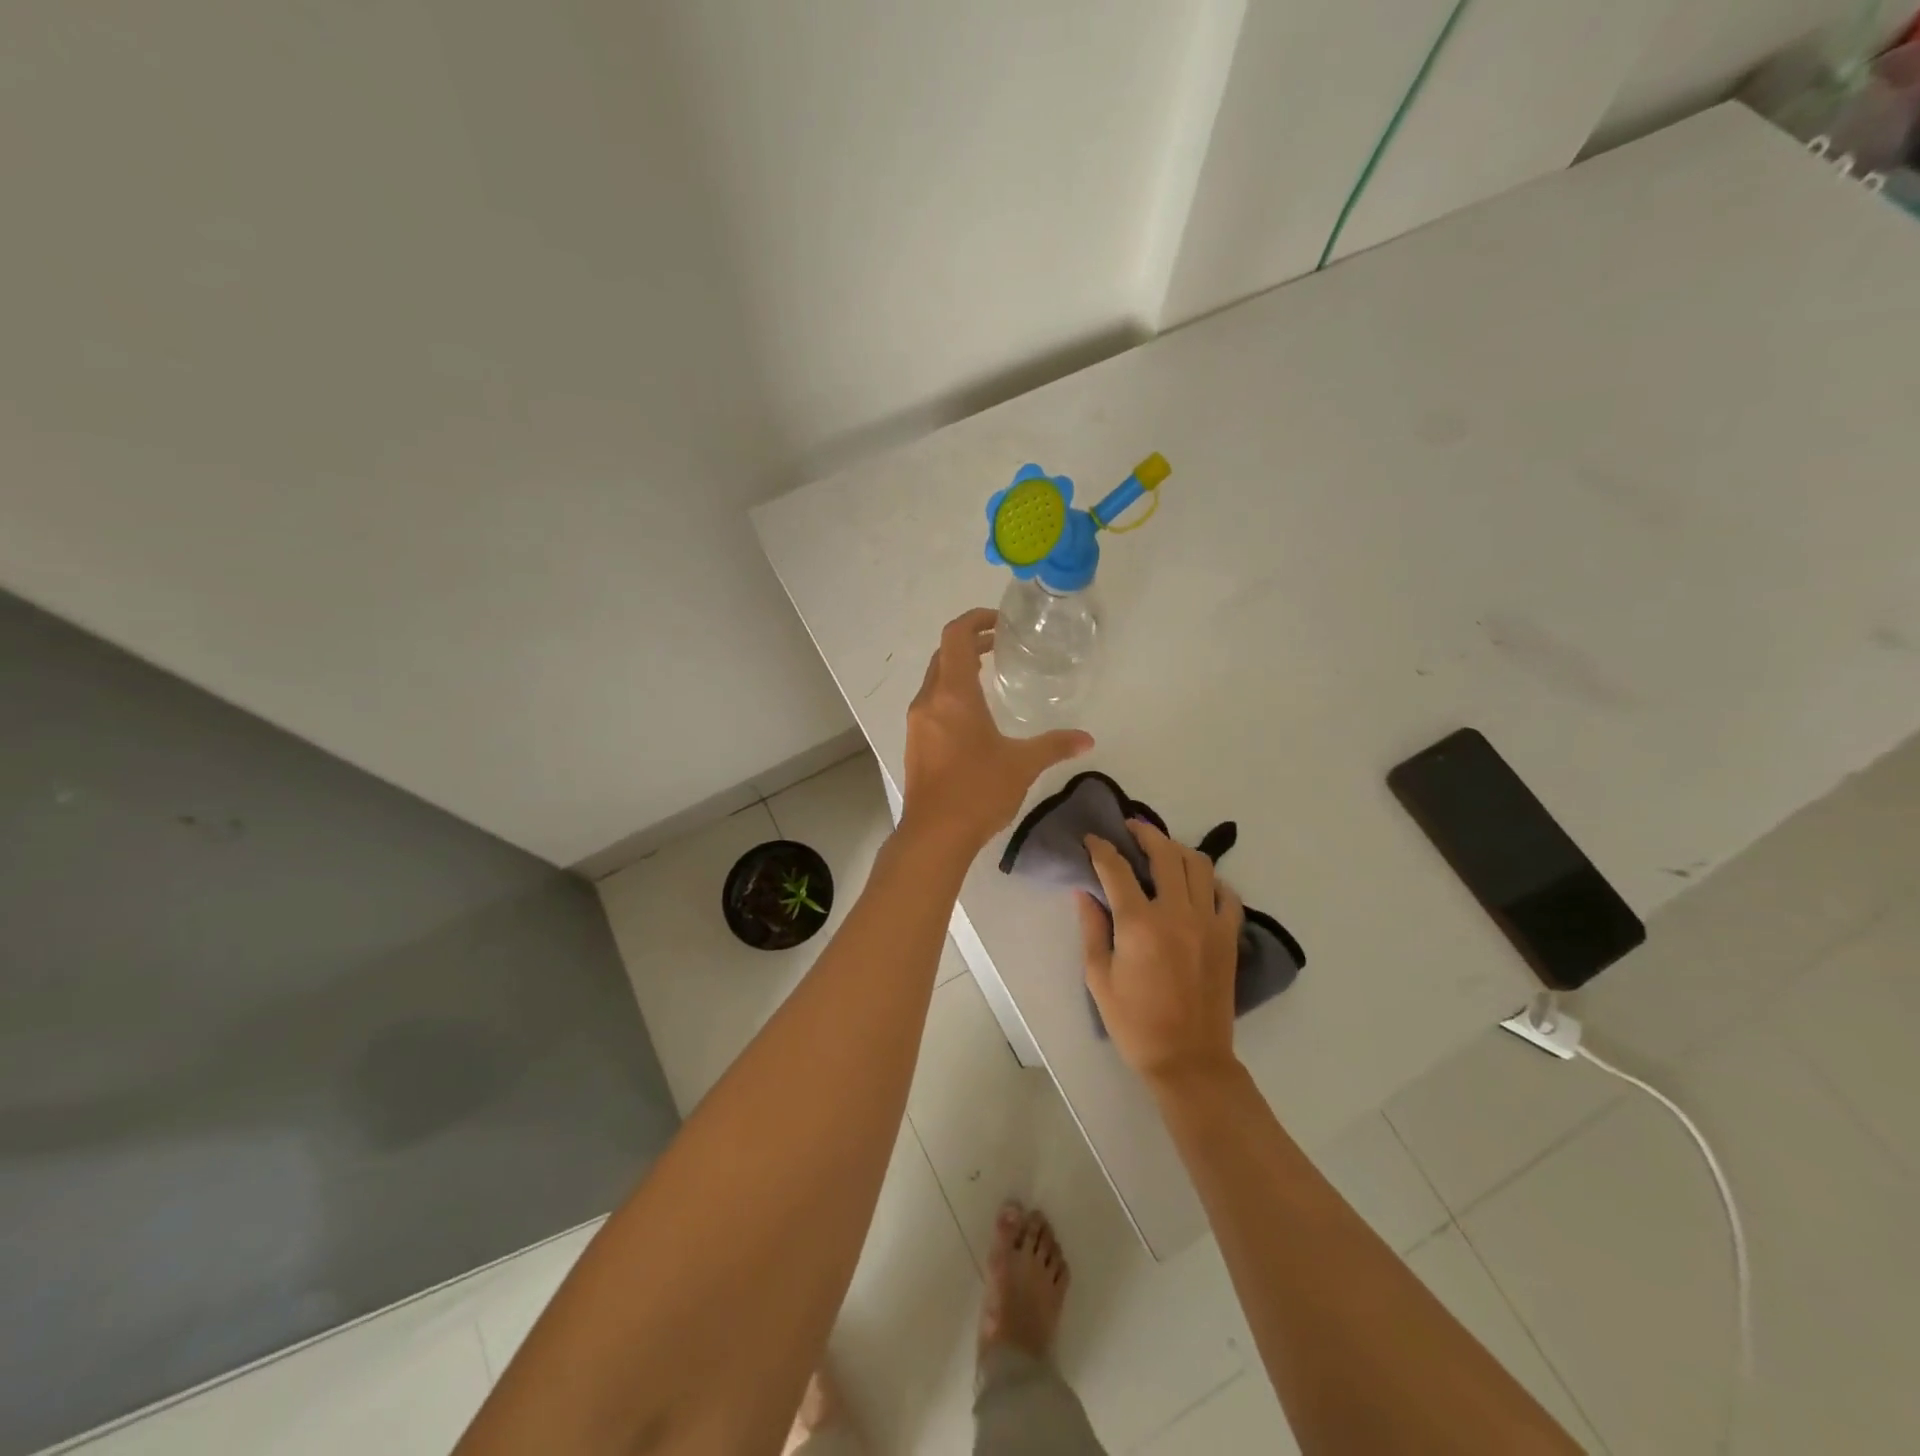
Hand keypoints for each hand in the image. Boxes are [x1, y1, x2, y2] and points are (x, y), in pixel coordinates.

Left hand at [900, 608, 1092, 852]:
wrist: (935, 834)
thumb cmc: (978, 791)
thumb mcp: (1022, 764)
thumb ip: (1055, 745)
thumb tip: (1087, 739)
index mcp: (953, 694)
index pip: (956, 636)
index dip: (975, 620)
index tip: (999, 622)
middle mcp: (929, 700)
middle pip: (943, 655)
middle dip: (970, 643)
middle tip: (999, 645)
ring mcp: (917, 722)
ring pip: (935, 680)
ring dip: (958, 669)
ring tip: (989, 675)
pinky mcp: (914, 742)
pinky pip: (931, 703)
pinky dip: (950, 694)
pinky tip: (973, 716)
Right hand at [1079, 820, 1243, 1086]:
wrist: (1188, 1060)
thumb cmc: (1134, 1023)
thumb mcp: (1099, 978)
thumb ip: (1092, 929)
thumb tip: (1085, 893)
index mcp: (1138, 923)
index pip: (1116, 869)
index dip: (1101, 849)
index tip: (1092, 839)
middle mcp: (1176, 913)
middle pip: (1164, 854)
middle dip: (1144, 834)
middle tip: (1130, 829)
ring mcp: (1208, 923)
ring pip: (1199, 866)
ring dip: (1177, 850)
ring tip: (1163, 849)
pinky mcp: (1228, 937)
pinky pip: (1226, 895)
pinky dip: (1212, 881)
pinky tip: (1198, 883)